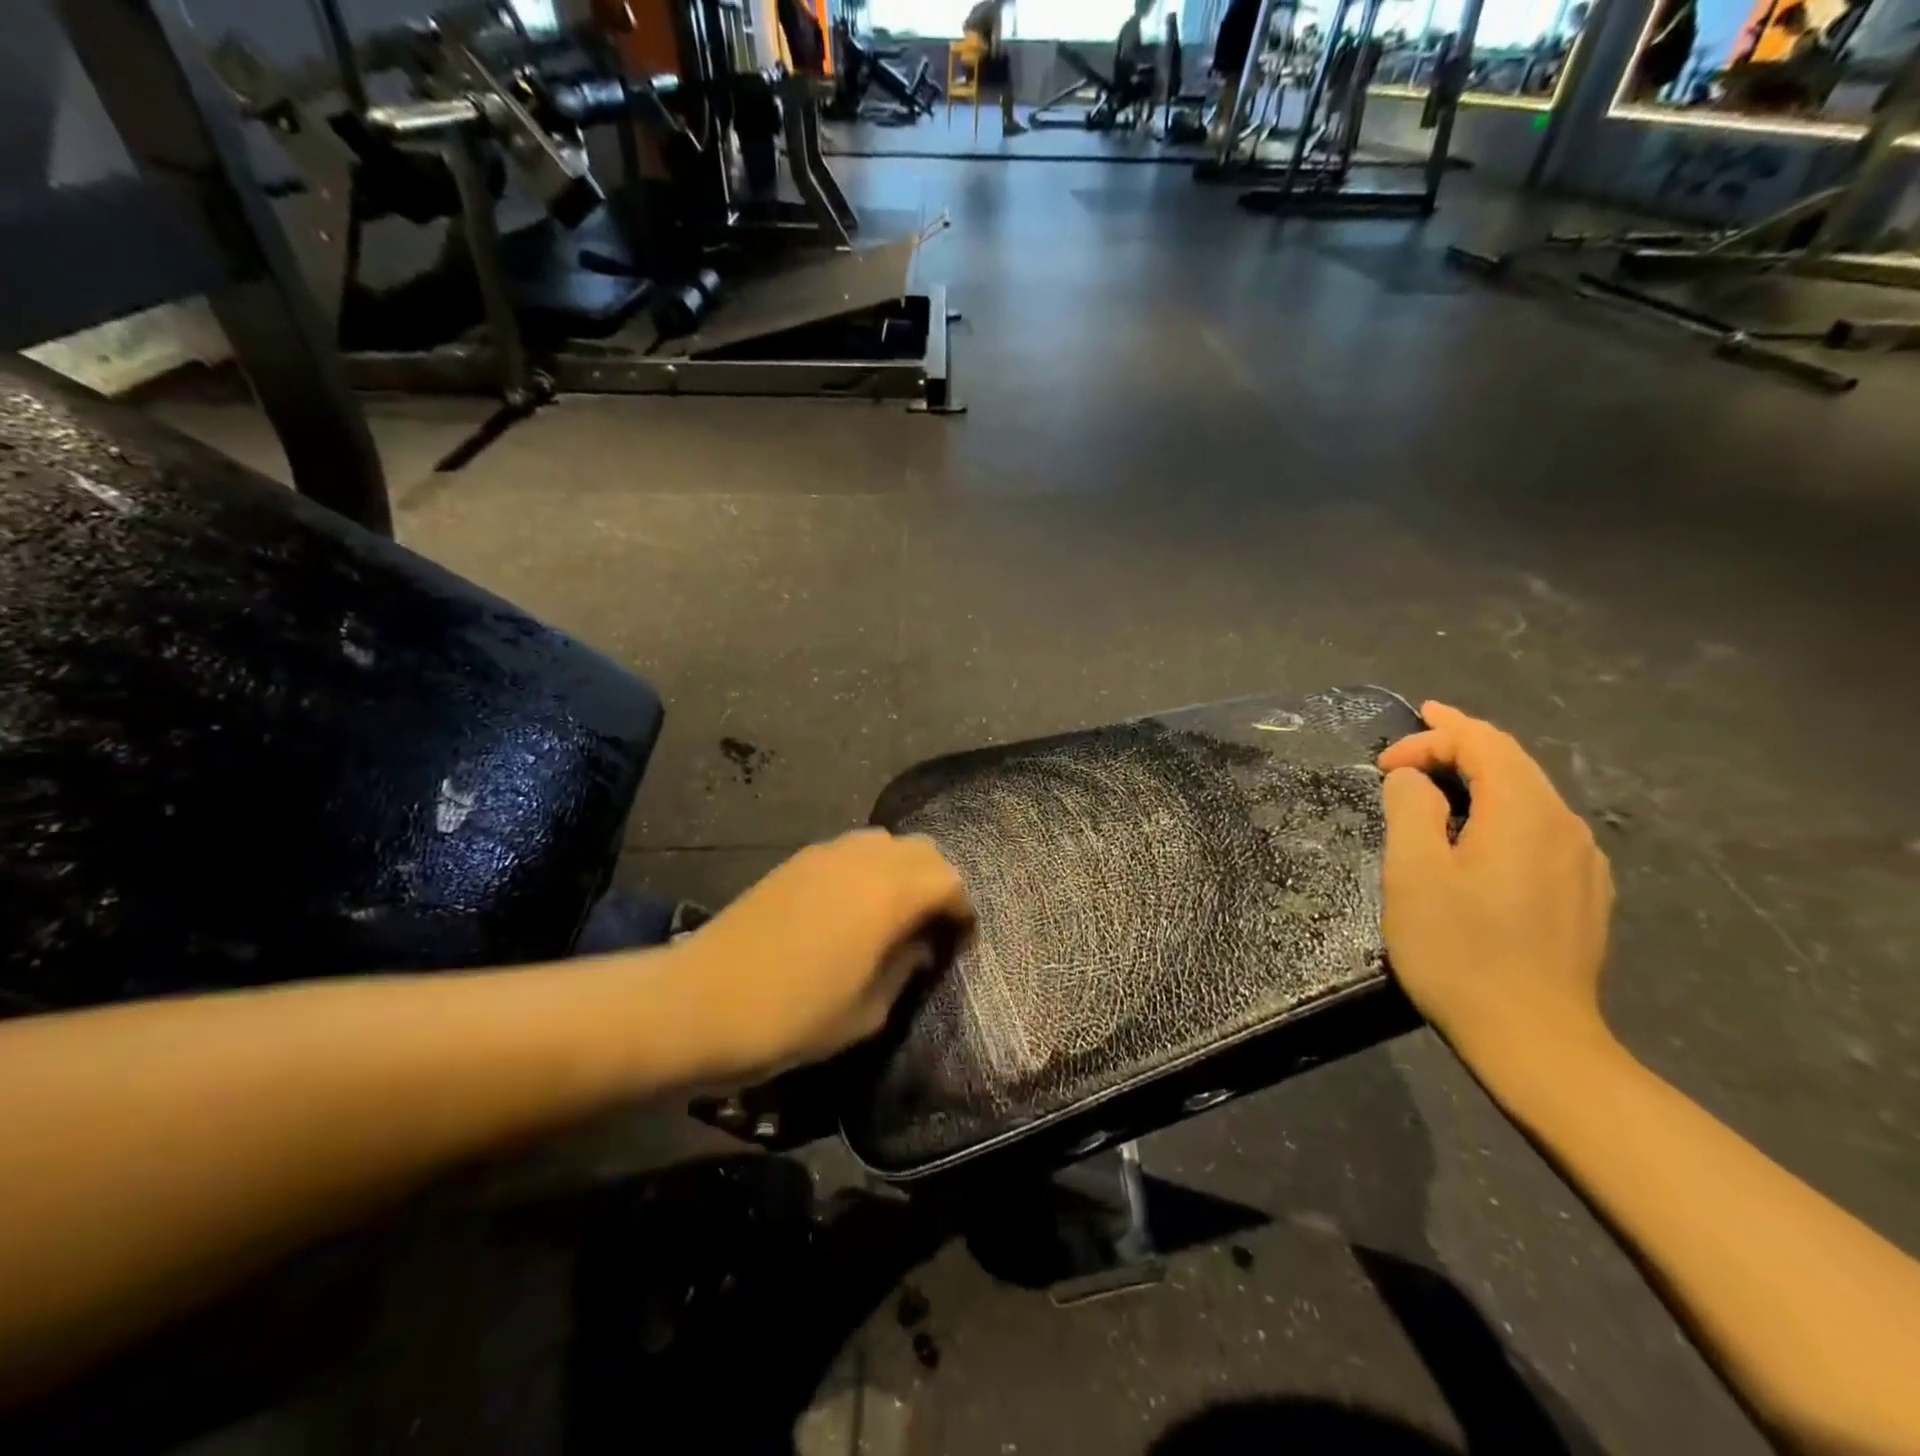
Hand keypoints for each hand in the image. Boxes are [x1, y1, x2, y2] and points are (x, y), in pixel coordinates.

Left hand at [669, 829, 972, 1079]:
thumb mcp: (866, 1011)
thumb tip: (920, 945)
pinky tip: (853, 906)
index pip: (949, 881)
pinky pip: (852, 848)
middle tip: (933, 924)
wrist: (701, 1001)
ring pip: (886, 841)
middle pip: (923, 850)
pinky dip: (869, 867)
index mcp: (889, 894)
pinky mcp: (797, 860)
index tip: (960, 940)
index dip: (962, 909)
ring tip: (895, 911)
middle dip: (938, 882)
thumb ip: (905, 969)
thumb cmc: (793, 1016)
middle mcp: (863, 859)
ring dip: (903, 869)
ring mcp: (826, 853)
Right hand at [1377, 703, 1615, 1062]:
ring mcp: (1583, 864)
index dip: (1430, 738)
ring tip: (1437, 780)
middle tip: (1413, 738)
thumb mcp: (1414, 873)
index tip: (1383, 765)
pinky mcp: (1584, 895)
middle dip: (1459, 743)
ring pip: (1528, 795)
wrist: (1535, 1040)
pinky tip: (1478, 834)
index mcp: (1525, 814)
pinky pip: (1539, 829)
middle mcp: (1566, 827)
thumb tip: (1412, 780)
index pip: (1482, 743)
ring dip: (1480, 777)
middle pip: (1512, 761)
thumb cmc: (1460, 952)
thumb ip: (1411, 810)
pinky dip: (1500, 811)